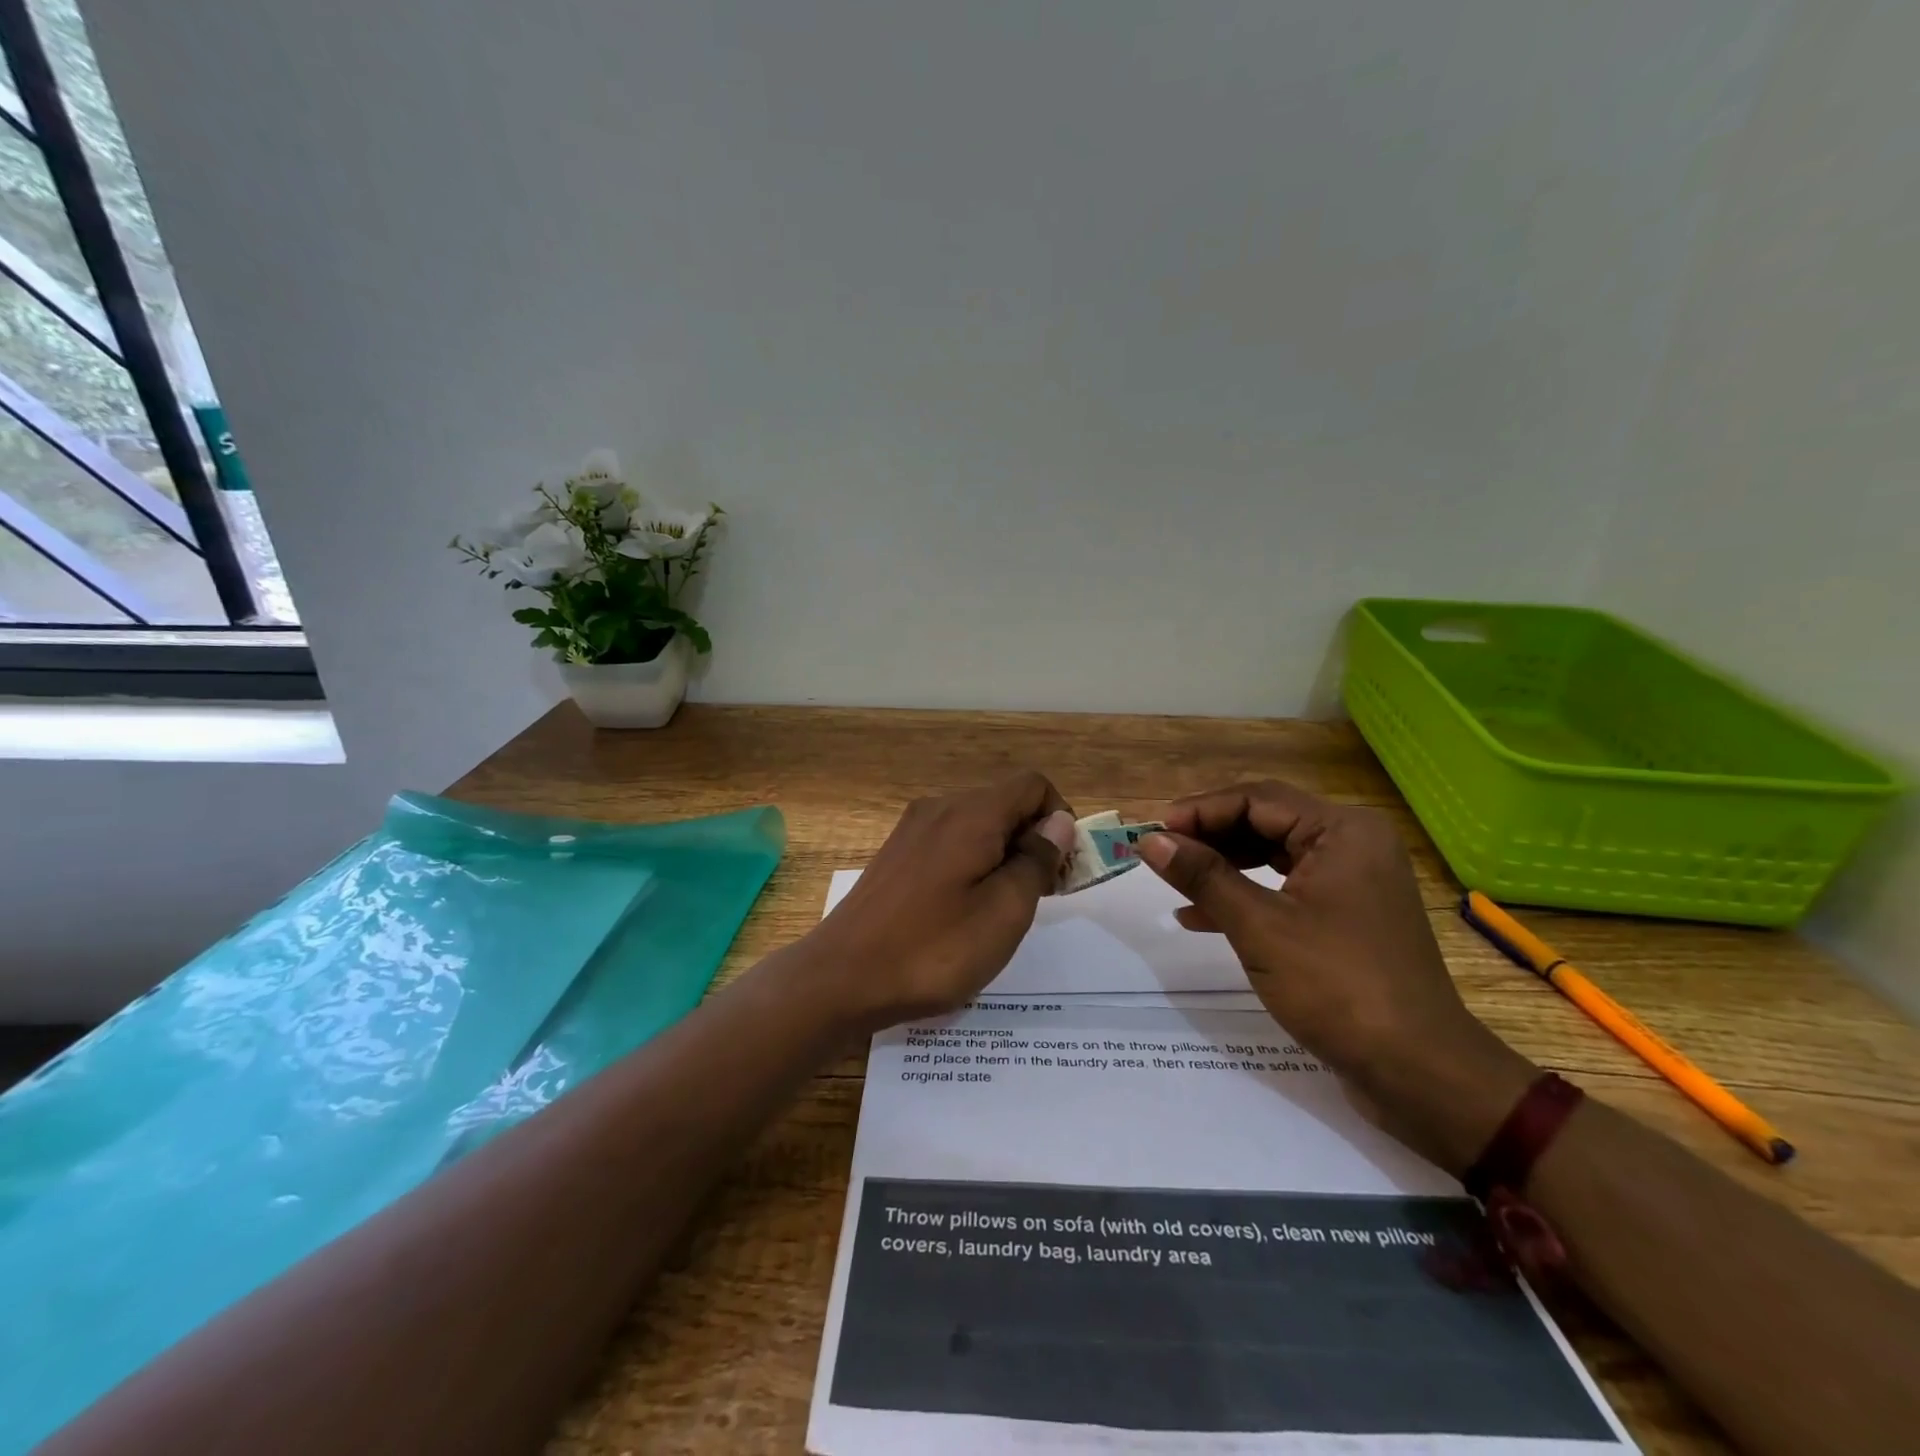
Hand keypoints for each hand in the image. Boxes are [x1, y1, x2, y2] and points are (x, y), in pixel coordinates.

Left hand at [807, 772, 1076, 1031]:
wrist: (841, 978)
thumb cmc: (933, 949)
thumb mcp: (1004, 912)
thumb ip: (1037, 860)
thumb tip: (1058, 822)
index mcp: (971, 814)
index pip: (1033, 786)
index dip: (1059, 819)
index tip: (1063, 870)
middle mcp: (940, 808)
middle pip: (1005, 803)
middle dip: (1034, 840)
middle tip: (1041, 897)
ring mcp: (912, 830)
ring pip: (977, 824)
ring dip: (1004, 855)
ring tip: (1004, 910)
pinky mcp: (896, 854)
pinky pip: (950, 842)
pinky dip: (973, 863)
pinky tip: (964, 910)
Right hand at [1138, 781, 1534, 1173]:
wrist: (1419, 1072)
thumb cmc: (1338, 987)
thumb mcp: (1259, 926)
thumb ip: (1203, 876)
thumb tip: (1150, 841)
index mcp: (1342, 831)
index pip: (1256, 799)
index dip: (1200, 810)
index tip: (1154, 833)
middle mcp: (1351, 844)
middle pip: (1265, 822)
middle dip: (1209, 838)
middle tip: (1161, 855)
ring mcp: (1352, 881)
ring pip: (1272, 856)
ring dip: (1222, 868)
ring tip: (1175, 885)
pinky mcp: (1346, 916)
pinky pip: (1285, 889)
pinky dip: (1245, 897)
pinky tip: (1202, 918)